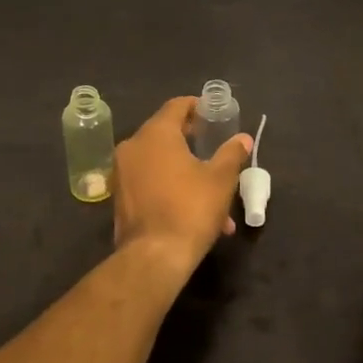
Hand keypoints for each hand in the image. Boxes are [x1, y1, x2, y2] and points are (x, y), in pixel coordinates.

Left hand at [112, 97, 251, 274]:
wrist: (154, 257)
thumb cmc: (190, 208)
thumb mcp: (220, 180)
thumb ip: (231, 154)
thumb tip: (243, 138)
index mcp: (156, 134)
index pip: (176, 106)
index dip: (196, 106)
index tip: (213, 113)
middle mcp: (133, 146)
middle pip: (165, 133)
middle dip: (193, 142)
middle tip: (214, 147)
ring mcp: (122, 173)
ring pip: (160, 162)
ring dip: (186, 171)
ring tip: (214, 194)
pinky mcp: (120, 197)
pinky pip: (150, 182)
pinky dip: (170, 187)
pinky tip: (195, 211)